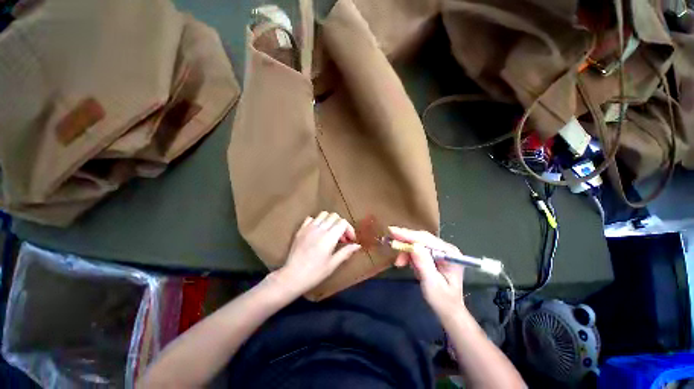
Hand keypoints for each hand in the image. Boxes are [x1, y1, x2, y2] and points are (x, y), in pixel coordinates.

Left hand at [272, 212, 360, 295]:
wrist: (292, 277)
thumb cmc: (315, 273)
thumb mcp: (333, 264)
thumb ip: (346, 252)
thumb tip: (357, 246)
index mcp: (329, 237)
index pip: (343, 222)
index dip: (349, 229)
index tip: (350, 240)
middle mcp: (319, 229)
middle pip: (334, 216)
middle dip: (341, 225)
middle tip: (342, 238)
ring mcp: (308, 228)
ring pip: (323, 214)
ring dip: (330, 221)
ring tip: (331, 233)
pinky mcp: (300, 230)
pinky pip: (311, 218)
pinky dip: (317, 222)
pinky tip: (318, 232)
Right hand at [390, 226, 464, 315]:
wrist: (447, 310)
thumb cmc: (442, 300)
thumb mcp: (432, 283)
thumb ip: (423, 264)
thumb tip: (413, 246)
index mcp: (449, 254)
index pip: (426, 239)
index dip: (408, 235)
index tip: (392, 231)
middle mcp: (445, 248)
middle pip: (421, 238)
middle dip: (405, 240)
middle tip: (388, 240)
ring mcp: (439, 251)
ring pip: (417, 243)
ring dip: (405, 250)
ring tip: (399, 263)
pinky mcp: (432, 255)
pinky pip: (416, 249)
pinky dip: (408, 255)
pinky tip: (405, 263)